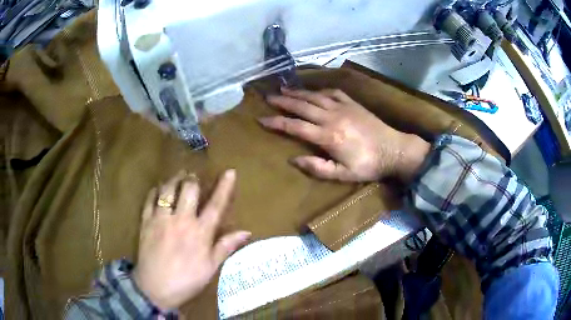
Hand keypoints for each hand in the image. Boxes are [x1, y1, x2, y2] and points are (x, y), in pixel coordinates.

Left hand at [133, 170, 250, 309]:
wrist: (155, 288)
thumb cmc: (187, 280)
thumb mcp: (210, 267)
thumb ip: (226, 247)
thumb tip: (247, 232)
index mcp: (200, 233)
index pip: (215, 205)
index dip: (224, 187)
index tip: (230, 171)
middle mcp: (181, 220)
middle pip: (189, 189)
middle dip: (193, 179)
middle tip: (194, 177)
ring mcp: (161, 219)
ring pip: (168, 190)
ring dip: (174, 180)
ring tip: (178, 177)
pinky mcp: (146, 222)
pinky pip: (150, 199)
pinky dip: (155, 191)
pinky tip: (159, 190)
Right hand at [259, 88, 429, 182]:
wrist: (394, 150)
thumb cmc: (368, 165)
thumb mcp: (343, 174)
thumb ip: (318, 167)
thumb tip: (294, 160)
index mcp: (328, 136)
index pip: (295, 126)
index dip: (277, 122)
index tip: (262, 119)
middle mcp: (332, 117)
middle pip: (302, 106)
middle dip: (282, 102)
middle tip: (268, 98)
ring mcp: (343, 107)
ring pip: (314, 96)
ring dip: (297, 92)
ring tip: (283, 89)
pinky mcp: (352, 103)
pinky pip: (332, 92)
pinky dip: (319, 90)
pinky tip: (312, 90)